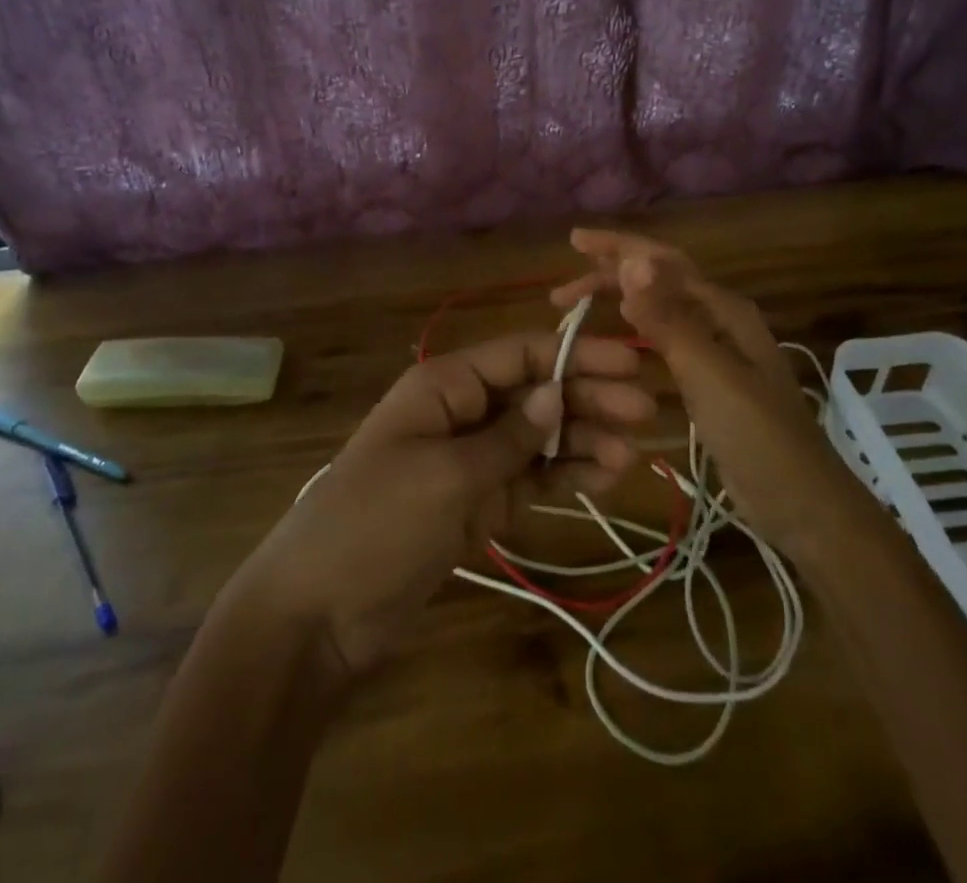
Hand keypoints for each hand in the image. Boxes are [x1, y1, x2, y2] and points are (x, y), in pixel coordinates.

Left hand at [236, 333, 655, 676]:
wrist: (320, 612)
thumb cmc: (376, 524)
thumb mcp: (445, 476)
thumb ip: (507, 437)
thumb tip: (557, 393)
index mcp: (446, 385)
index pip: (520, 354)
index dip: (575, 354)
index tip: (629, 363)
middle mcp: (464, 411)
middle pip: (537, 392)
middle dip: (589, 397)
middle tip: (646, 411)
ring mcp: (473, 459)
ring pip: (541, 437)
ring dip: (586, 439)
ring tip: (633, 453)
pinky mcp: (481, 502)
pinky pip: (532, 478)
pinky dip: (567, 474)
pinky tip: (604, 476)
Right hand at [551, 230, 832, 550]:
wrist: (803, 505)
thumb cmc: (758, 437)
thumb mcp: (710, 375)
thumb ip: (669, 319)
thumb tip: (633, 261)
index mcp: (724, 309)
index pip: (662, 262)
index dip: (618, 247)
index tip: (574, 241)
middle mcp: (719, 319)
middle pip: (658, 280)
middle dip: (610, 273)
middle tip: (561, 289)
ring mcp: (714, 350)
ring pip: (657, 309)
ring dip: (618, 300)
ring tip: (575, 305)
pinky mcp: (707, 379)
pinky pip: (662, 340)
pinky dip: (633, 332)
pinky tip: (613, 341)